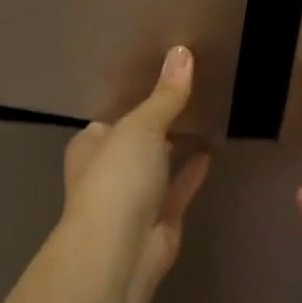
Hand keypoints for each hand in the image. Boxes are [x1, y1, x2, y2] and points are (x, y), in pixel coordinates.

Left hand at [60, 46, 211, 298]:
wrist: (120, 251)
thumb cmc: (117, 178)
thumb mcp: (142, 126)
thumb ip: (166, 95)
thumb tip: (183, 51)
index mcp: (91, 146)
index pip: (111, 118)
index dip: (133, 101)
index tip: (161, 81)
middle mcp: (108, 171)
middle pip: (136, 142)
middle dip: (157, 124)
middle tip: (190, 94)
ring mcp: (133, 199)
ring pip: (157, 166)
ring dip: (175, 148)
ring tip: (205, 118)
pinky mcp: (160, 220)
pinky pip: (178, 189)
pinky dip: (192, 172)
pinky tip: (210, 152)